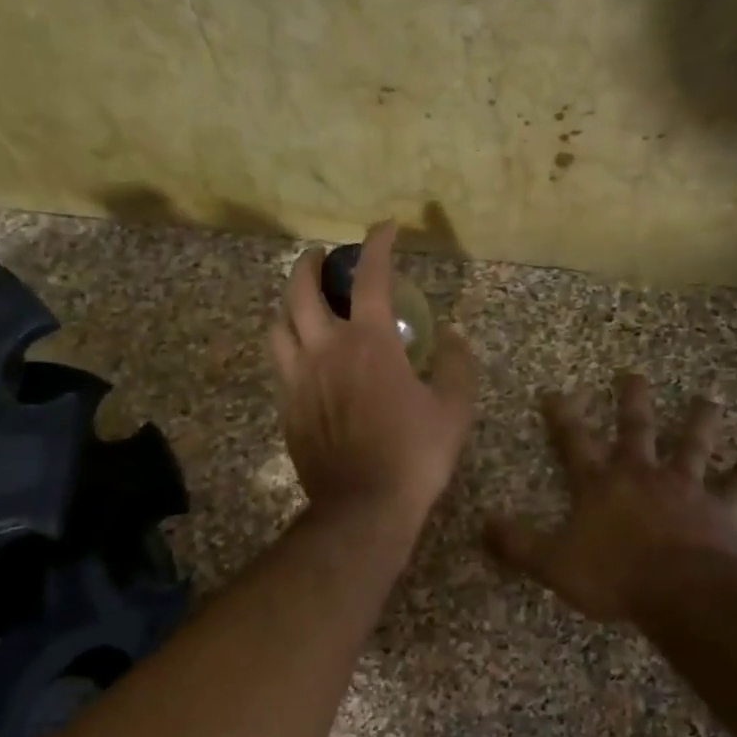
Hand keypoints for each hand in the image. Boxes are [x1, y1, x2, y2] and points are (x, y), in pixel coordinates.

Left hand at [269, 223, 477, 531]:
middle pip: (301, 290)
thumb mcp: (454, 410)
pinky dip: (289, 346)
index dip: (378, 244)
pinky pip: (279, 363)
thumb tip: (453, 337)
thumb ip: (458, 366)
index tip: (385, 228)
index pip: (370, 277)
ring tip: (304, 305)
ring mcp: (299, 379)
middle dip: (310, 263)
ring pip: (279, 324)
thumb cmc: (414, 456)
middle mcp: (325, 350)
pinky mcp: (287, 407)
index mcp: (370, 343)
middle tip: (322, 258)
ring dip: (290, 304)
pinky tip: (303, 355)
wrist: (363, 507)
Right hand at [485, 374, 736, 621]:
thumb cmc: (613, 576)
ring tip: (708, 398)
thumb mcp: (552, 563)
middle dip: (632, 400)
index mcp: (599, 484)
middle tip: (633, 373)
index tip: (554, 391)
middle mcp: (641, 475)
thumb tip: (482, 524)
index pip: (574, 441)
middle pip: (636, 428)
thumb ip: (516, 544)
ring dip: (699, 421)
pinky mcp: (719, 509)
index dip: (562, 416)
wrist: (682, 592)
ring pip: (692, 445)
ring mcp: (684, 488)